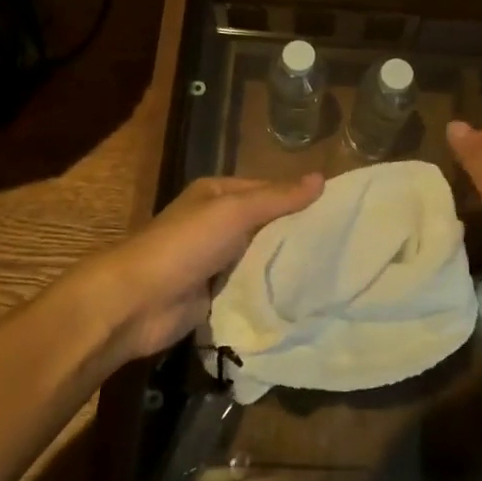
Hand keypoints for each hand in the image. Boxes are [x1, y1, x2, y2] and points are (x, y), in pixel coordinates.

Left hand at [82, 172, 323, 362]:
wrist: (137, 302)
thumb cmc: (186, 245)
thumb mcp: (234, 212)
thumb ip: (277, 198)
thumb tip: (321, 178)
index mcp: (218, 194)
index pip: (269, 190)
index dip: (299, 199)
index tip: (339, 211)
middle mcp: (218, 223)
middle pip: (267, 225)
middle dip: (296, 234)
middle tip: (345, 244)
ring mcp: (216, 261)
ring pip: (261, 258)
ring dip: (286, 265)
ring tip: (334, 271)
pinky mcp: (216, 294)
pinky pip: (251, 288)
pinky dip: (271, 291)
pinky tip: (305, 297)